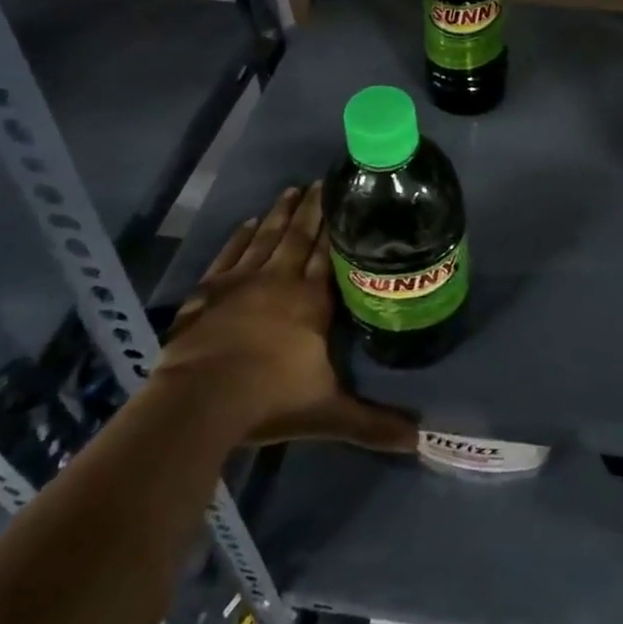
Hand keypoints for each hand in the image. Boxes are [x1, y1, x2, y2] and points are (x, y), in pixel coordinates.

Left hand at [157, 184, 415, 452]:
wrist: (202, 399)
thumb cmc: (270, 398)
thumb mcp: (330, 414)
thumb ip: (374, 424)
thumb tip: (421, 441)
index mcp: (312, 301)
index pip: (328, 254)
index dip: (336, 227)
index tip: (343, 198)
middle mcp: (281, 280)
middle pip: (299, 236)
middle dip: (312, 210)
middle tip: (320, 182)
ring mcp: (242, 282)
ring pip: (266, 237)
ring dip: (279, 214)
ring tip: (290, 190)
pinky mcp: (209, 291)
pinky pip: (230, 254)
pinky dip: (240, 237)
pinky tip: (248, 223)